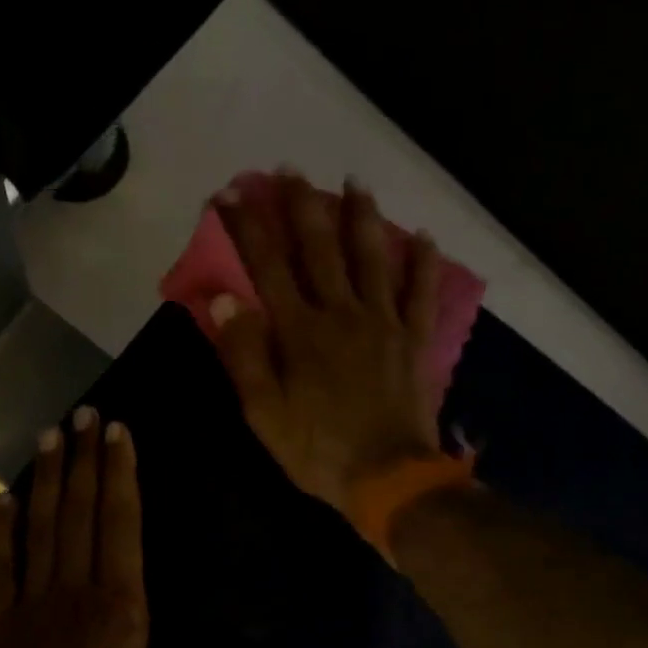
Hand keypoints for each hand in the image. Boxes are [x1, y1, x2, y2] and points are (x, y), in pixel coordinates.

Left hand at [0, 408, 271, 647]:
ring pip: (41, 527)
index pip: (122, 524)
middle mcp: (77, 591)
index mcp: (121, 607)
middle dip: (83, 459)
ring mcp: (33, 604)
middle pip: (80, 512)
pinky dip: (0, 531)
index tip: (118, 433)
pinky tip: (0, 498)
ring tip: (49, 435)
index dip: (120, 475)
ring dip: (45, 479)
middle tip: (83, 413)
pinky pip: (0, 567)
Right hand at [210, 171, 442, 519]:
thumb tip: (225, 300)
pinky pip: (421, 292)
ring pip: (371, 258)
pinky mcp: (414, 340)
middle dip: (301, 206)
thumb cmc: (317, 450)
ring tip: (355, 182)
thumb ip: (244, 355)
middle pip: (319, 249)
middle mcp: (341, 314)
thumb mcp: (264, 413)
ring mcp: (383, 323)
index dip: (246, 228)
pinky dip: (423, 262)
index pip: (266, 267)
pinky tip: (423, 235)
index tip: (229, 193)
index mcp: (300, 332)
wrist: (388, 479)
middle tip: (291, 169)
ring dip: (361, 217)